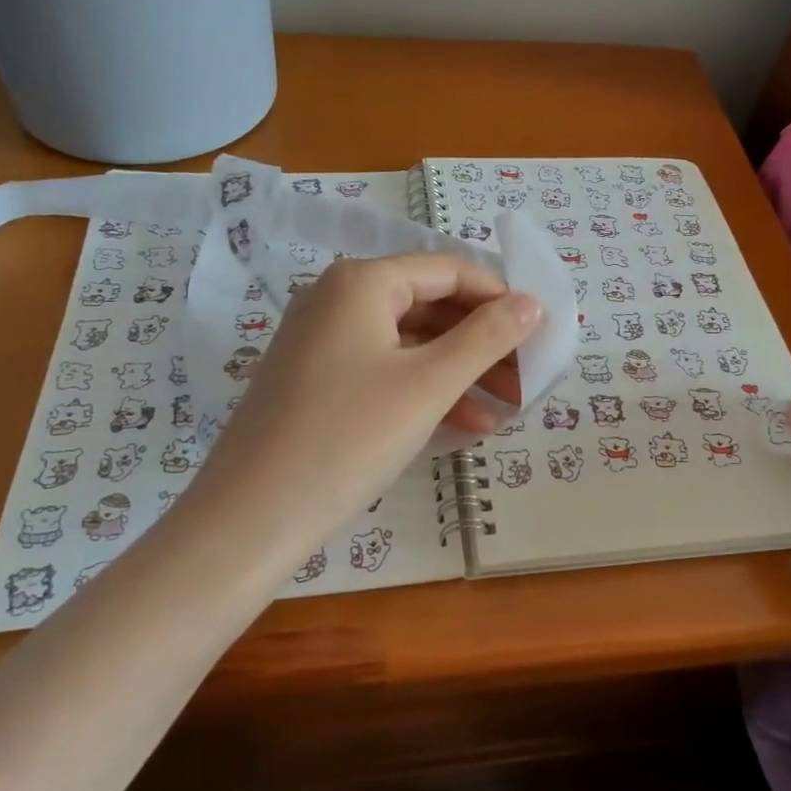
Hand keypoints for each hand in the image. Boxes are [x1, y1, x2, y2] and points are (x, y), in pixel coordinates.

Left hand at [186, 254, 542, 551]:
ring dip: (461, 372)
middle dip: (483, 342)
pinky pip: (384, 371)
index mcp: (362, 282)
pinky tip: (466, 426)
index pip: (449, 270)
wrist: (250, 520)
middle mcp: (337, 299)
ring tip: (508, 408)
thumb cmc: (348, 438)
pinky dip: (425, 391)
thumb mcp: (428, 385)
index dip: (500, 297)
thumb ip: (487, 337)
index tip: (540, 332)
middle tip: (528, 377)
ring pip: (409, 344)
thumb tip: (533, 303)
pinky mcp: (316, 382)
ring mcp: (322, 342)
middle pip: (430, 305)